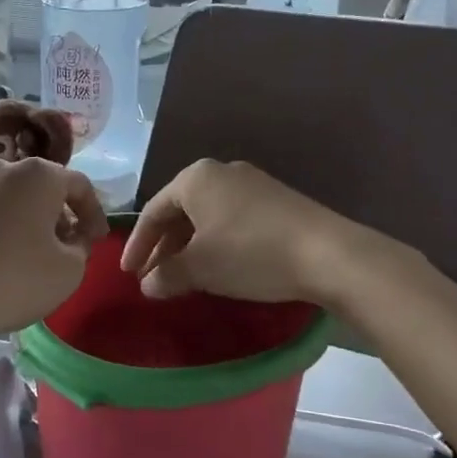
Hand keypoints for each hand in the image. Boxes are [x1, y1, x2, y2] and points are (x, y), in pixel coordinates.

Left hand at [0, 158, 107, 332]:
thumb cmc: (14, 277)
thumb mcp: (69, 270)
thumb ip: (81, 246)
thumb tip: (72, 237)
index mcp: (39, 174)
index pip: (80, 185)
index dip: (94, 213)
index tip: (97, 240)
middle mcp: (3, 166)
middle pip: (42, 187)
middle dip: (58, 214)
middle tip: (65, 245)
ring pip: (9, 197)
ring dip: (25, 218)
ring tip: (27, 250)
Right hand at [123, 159, 388, 305]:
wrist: (328, 253)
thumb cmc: (250, 253)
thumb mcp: (200, 268)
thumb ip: (167, 274)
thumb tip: (148, 285)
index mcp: (195, 178)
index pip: (153, 211)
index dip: (137, 245)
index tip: (128, 273)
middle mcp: (221, 172)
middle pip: (180, 211)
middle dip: (164, 246)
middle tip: (152, 277)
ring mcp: (253, 183)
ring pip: (207, 216)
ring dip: (190, 246)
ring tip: (182, 275)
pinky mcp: (277, 200)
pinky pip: (232, 219)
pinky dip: (216, 242)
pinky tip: (219, 266)